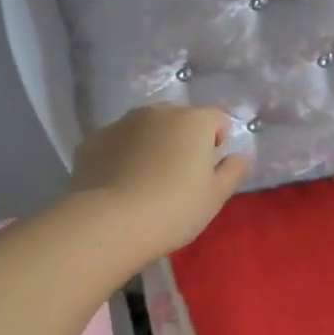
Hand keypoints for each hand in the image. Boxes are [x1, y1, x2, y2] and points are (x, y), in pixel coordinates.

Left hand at [70, 106, 250, 259]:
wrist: (111, 222)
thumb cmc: (175, 210)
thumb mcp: (215, 197)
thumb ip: (232, 172)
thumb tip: (239, 156)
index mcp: (193, 121)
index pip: (216, 119)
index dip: (217, 141)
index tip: (208, 169)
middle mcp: (157, 112)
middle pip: (178, 119)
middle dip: (181, 139)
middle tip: (178, 176)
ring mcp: (121, 123)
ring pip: (144, 128)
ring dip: (150, 144)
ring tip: (145, 179)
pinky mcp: (93, 140)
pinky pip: (116, 143)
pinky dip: (120, 155)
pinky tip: (118, 183)